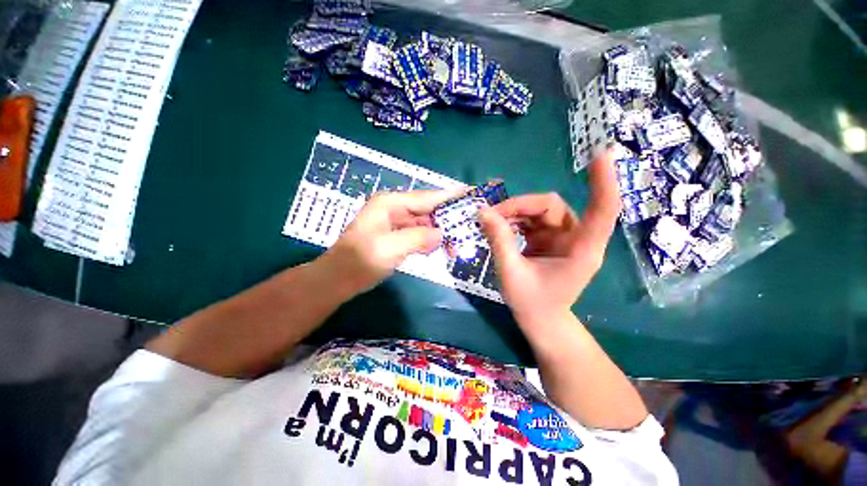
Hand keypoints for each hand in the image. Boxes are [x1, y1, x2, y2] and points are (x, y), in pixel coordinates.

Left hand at [321, 190, 458, 294]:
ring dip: (439, 234)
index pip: (426, 197)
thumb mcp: (390, 248)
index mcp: (390, 204)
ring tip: (457, 245)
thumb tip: (441, 234)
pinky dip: (429, 241)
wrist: (338, 279)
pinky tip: (439, 249)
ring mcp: (394, 223)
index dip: (449, 196)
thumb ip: (418, 238)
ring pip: (424, 224)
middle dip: (447, 220)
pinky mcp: (395, 236)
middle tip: (468, 229)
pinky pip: (418, 235)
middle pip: (427, 210)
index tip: (471, 193)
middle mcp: (394, 209)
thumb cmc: (360, 261)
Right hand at [479, 152, 619, 326]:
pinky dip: (514, 220)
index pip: (602, 208)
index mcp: (582, 249)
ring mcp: (562, 237)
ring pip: (538, 210)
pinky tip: (499, 227)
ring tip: (490, 223)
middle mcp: (576, 238)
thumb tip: (483, 212)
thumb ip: (499, 240)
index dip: (603, 180)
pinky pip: (531, 220)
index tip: (601, 153)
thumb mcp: (511, 273)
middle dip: (519, 206)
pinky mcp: (549, 239)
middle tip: (491, 215)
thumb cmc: (532, 303)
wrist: (540, 321)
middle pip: (550, 205)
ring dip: (514, 212)